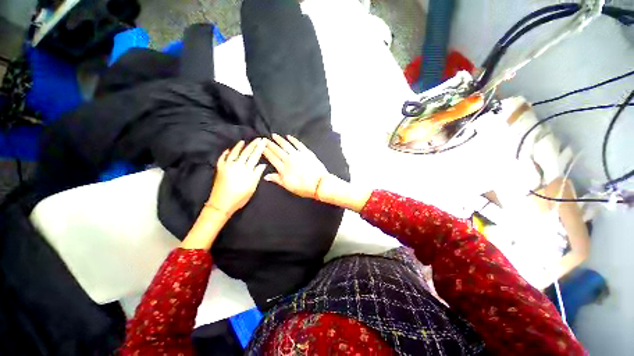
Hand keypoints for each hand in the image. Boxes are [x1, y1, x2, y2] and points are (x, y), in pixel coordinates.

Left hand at [207, 139, 267, 215]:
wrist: (222, 203)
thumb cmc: (240, 197)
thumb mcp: (252, 187)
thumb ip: (257, 174)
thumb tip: (263, 164)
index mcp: (246, 170)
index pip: (255, 156)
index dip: (260, 148)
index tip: (263, 141)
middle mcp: (237, 165)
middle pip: (246, 152)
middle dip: (253, 145)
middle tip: (258, 139)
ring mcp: (227, 166)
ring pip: (234, 153)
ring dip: (239, 147)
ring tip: (243, 141)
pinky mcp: (220, 169)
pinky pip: (222, 159)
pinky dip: (225, 153)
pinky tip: (228, 150)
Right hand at [263, 134, 328, 198]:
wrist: (319, 184)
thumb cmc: (304, 187)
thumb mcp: (288, 186)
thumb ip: (277, 180)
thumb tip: (266, 176)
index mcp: (283, 168)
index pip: (272, 158)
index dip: (266, 152)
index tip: (261, 147)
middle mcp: (289, 160)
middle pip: (277, 150)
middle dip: (270, 144)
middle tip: (264, 139)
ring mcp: (298, 155)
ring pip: (286, 145)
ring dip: (279, 140)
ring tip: (274, 135)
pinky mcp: (306, 152)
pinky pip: (298, 144)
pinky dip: (293, 139)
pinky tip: (289, 136)